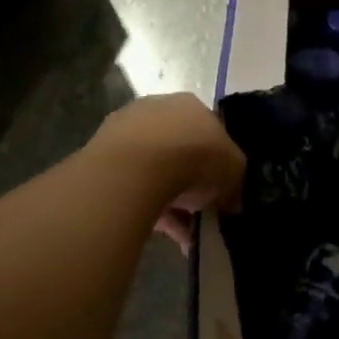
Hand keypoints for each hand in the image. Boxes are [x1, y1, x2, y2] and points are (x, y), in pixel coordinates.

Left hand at [92, 93, 244, 250]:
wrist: (135, 168)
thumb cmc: (194, 157)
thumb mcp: (233, 170)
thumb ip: (235, 181)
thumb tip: (232, 200)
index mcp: (191, 104)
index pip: (209, 130)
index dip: (217, 161)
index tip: (221, 187)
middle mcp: (157, 109)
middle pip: (180, 149)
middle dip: (191, 180)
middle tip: (201, 210)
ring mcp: (126, 131)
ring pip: (155, 170)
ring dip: (170, 199)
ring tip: (183, 233)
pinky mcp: (102, 158)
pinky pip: (134, 186)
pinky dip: (149, 208)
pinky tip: (164, 233)